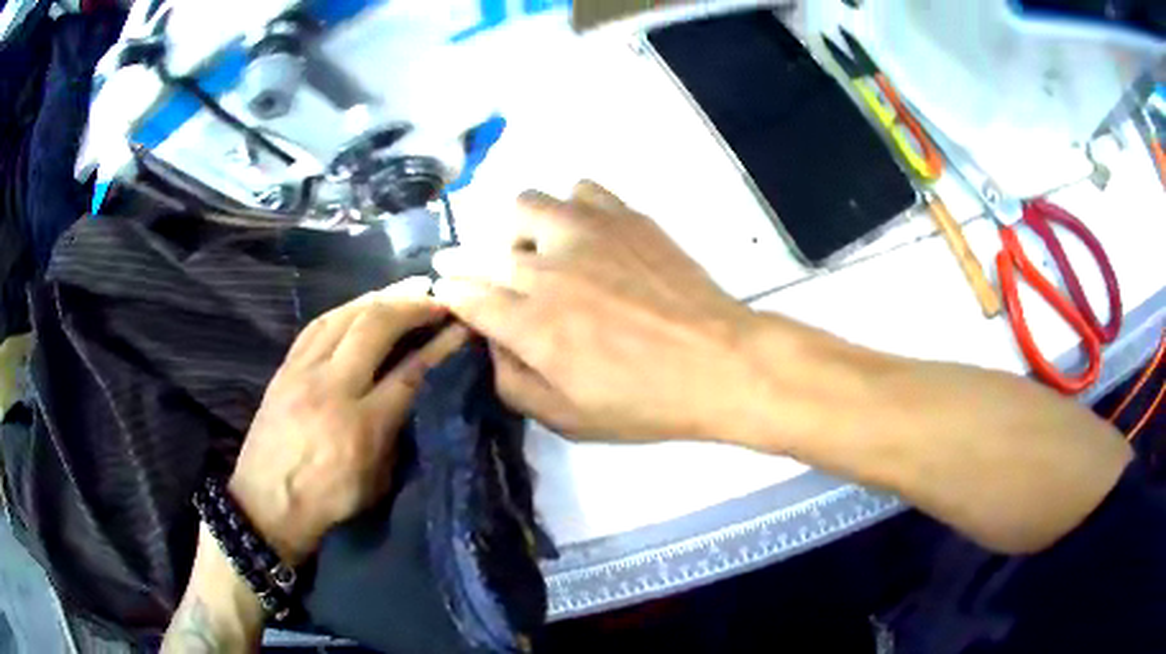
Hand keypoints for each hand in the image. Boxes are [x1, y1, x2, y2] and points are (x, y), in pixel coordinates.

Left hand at [229, 278, 468, 562]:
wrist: (265, 506)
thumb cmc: (328, 504)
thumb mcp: (378, 481)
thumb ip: (400, 433)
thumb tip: (421, 391)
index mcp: (361, 427)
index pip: (410, 373)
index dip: (441, 345)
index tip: (463, 326)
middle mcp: (331, 388)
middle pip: (375, 327)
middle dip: (411, 306)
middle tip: (436, 299)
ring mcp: (302, 373)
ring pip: (344, 315)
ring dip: (379, 298)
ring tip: (403, 292)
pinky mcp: (284, 368)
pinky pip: (317, 324)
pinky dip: (346, 309)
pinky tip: (360, 306)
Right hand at [432, 181, 756, 441]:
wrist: (717, 362)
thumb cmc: (645, 401)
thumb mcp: (569, 419)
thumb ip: (513, 384)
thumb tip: (490, 345)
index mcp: (531, 324)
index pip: (466, 296)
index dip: (449, 292)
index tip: (444, 290)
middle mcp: (547, 269)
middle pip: (487, 251)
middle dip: (471, 264)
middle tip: (483, 276)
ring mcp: (586, 233)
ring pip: (526, 205)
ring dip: (519, 228)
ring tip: (539, 250)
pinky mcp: (623, 216)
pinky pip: (579, 190)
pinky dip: (570, 207)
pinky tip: (584, 232)